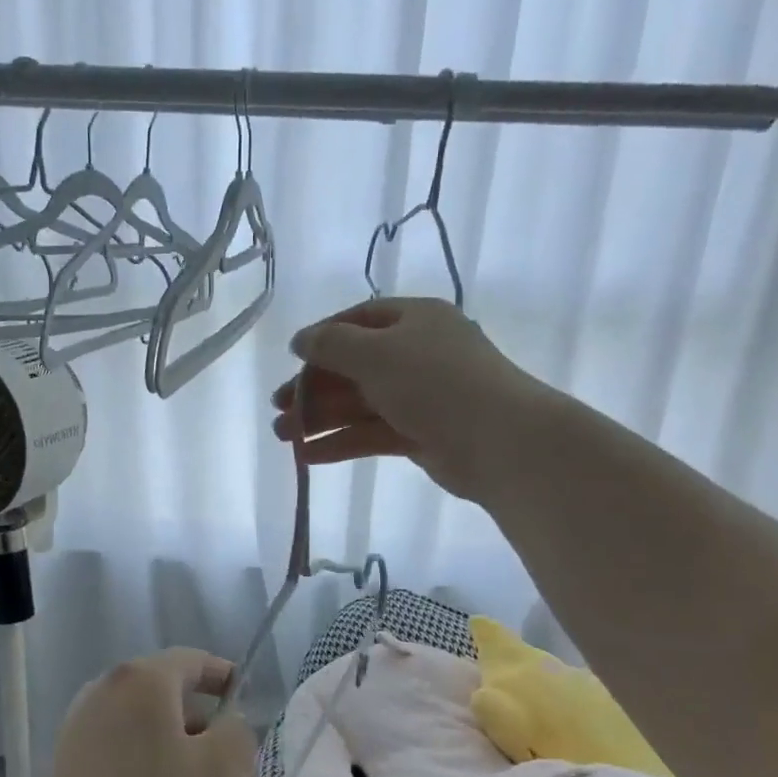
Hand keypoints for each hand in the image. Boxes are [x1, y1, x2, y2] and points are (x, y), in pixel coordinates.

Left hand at [17, 649, 257, 776]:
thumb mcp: (216, 771)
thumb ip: (237, 735)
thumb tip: (227, 727)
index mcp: (143, 680)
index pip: (193, 662)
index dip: (226, 680)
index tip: (248, 706)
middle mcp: (110, 695)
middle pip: (180, 719)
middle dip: (219, 767)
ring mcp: (86, 736)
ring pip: (158, 757)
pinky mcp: (73, 776)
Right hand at [273, 297, 541, 500]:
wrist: (500, 441)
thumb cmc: (434, 382)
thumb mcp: (374, 353)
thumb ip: (331, 344)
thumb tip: (301, 340)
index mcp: (414, 319)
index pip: (358, 319)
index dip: (322, 338)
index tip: (292, 360)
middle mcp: (418, 353)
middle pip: (354, 366)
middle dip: (313, 388)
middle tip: (278, 409)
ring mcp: (421, 396)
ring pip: (360, 403)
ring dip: (320, 419)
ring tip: (283, 437)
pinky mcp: (422, 433)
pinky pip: (372, 433)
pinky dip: (341, 442)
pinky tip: (308, 456)